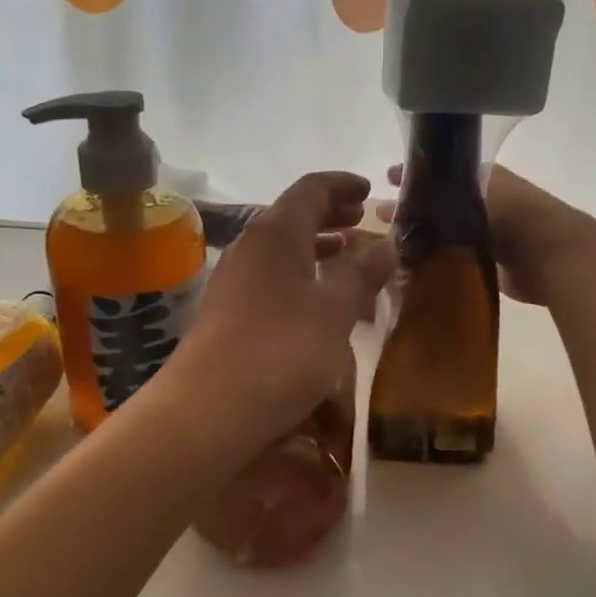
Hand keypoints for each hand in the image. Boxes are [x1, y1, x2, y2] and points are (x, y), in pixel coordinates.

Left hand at [181, 172, 394, 439]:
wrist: (208, 411)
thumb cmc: (281, 351)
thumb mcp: (334, 311)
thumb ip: (362, 274)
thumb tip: (387, 243)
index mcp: (276, 234)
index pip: (311, 189)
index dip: (342, 185)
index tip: (369, 190)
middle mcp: (250, 248)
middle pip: (293, 217)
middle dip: (330, 215)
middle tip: (362, 219)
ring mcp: (234, 281)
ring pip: (282, 251)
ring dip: (316, 249)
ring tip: (347, 257)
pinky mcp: (228, 314)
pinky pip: (271, 279)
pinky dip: (301, 278)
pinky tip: (318, 303)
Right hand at [385, 163, 595, 306]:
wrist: (552, 256)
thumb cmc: (514, 214)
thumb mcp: (474, 192)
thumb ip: (439, 194)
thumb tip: (405, 198)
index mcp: (482, 178)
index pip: (440, 174)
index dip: (416, 176)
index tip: (387, 179)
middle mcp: (482, 203)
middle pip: (439, 205)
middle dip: (413, 208)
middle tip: (379, 213)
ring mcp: (485, 235)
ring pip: (443, 233)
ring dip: (421, 236)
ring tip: (388, 242)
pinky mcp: (487, 264)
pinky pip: (452, 259)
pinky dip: (434, 260)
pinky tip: (409, 265)